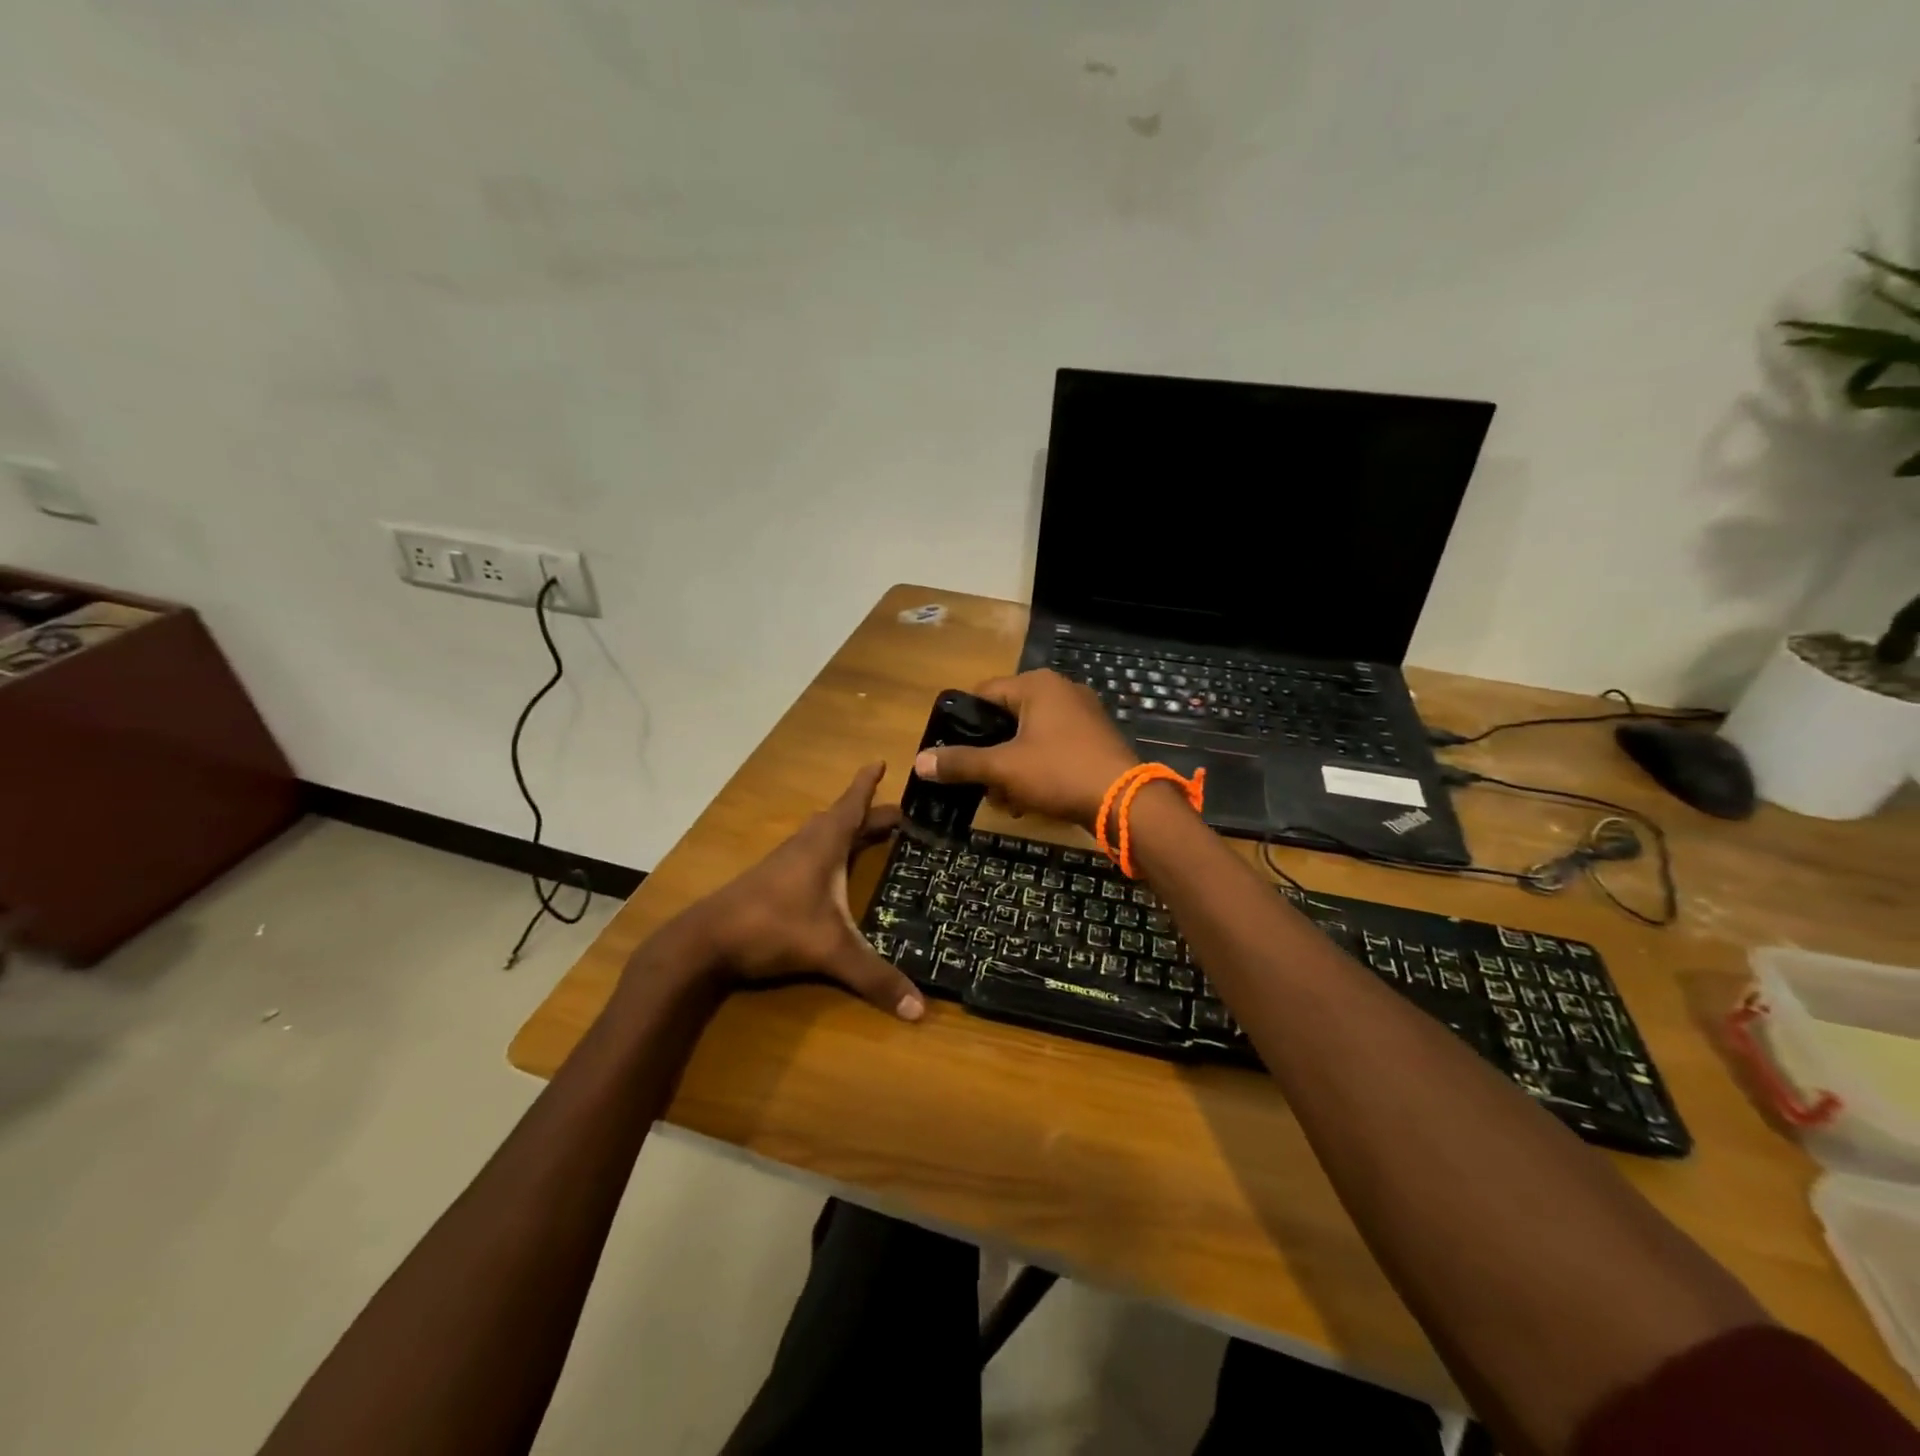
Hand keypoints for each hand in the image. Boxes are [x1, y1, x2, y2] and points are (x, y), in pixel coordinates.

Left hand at [692, 763, 924, 1020]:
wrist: (705, 940)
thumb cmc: (773, 927)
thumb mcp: (830, 950)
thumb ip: (874, 977)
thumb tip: (920, 1010)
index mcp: (825, 845)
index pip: (853, 804)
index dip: (868, 783)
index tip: (882, 760)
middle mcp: (807, 844)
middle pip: (844, 819)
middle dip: (872, 814)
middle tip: (902, 815)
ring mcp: (786, 861)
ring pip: (824, 834)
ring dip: (848, 830)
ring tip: (872, 834)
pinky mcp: (773, 879)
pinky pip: (811, 852)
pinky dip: (831, 849)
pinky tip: (833, 870)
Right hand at [912, 670, 1139, 832]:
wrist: (1125, 801)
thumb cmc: (1059, 772)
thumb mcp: (1003, 768)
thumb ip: (961, 763)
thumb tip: (919, 761)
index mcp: (1037, 685)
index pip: (984, 693)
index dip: (963, 722)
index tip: (951, 751)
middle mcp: (1061, 690)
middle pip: (1007, 718)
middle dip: (991, 754)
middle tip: (981, 783)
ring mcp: (1082, 714)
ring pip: (1030, 737)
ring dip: (1012, 767)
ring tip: (1006, 799)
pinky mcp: (1095, 738)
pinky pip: (1054, 747)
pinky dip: (1038, 769)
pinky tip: (1032, 800)